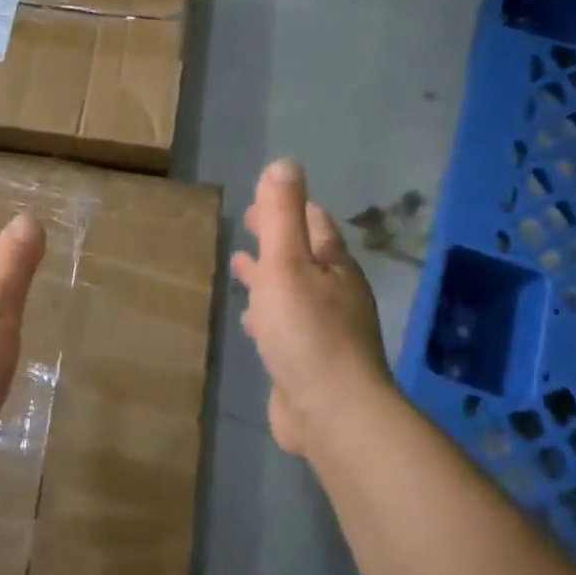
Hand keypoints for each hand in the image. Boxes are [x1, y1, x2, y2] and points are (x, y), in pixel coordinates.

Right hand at [230, 159, 390, 454]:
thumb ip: (284, 214)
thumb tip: (285, 162)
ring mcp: (325, 331)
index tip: (262, 200)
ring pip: (293, 292)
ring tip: (240, 265)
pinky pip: (285, 326)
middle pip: (304, 257)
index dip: (290, 208)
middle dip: (276, 241)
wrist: (332, 412)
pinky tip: (252, 322)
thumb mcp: (288, 263)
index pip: (315, 225)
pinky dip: (268, 314)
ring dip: (269, 277)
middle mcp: (335, 295)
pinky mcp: (309, 363)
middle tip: (248, 227)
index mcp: (334, 267)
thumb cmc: (307, 331)